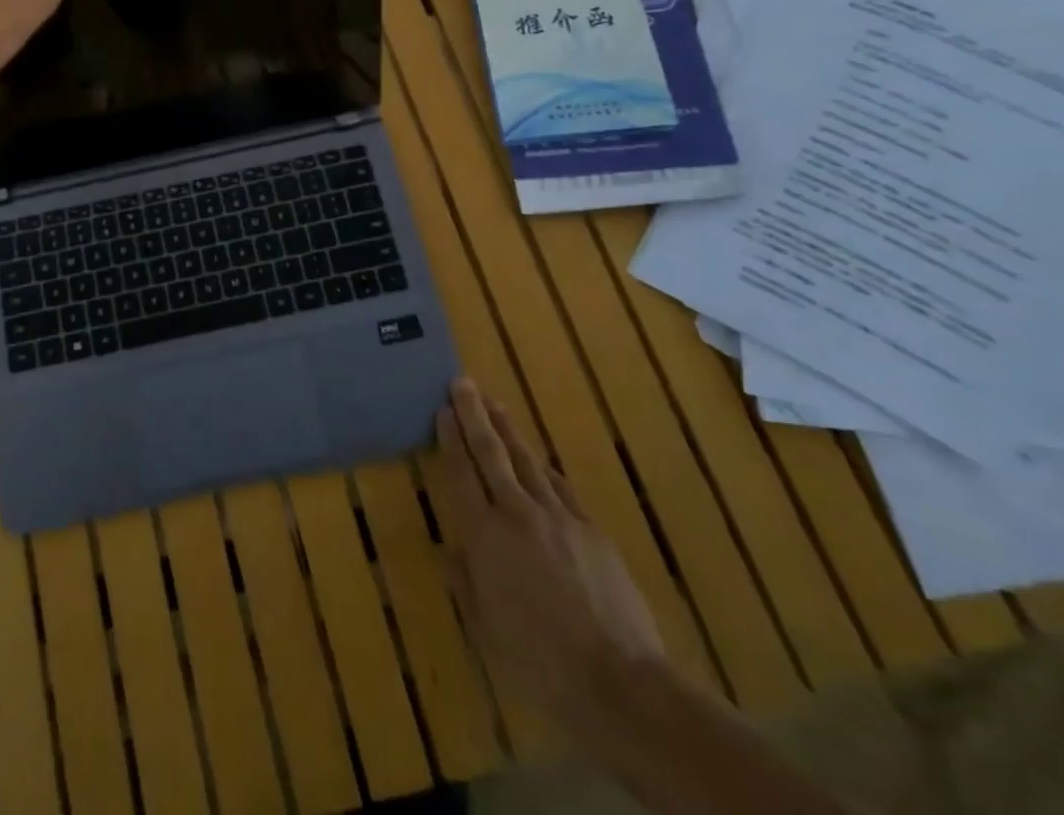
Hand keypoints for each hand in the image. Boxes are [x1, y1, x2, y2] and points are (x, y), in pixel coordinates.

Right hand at [436, 377, 664, 727]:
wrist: (620, 681)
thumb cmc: (538, 660)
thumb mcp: (485, 627)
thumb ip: (465, 581)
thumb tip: (450, 550)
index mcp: (484, 535)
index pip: (461, 474)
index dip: (450, 439)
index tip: (442, 408)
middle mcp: (518, 514)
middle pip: (492, 454)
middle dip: (475, 415)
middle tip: (463, 382)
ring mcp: (559, 518)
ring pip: (527, 462)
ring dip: (508, 431)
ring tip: (495, 405)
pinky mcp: (593, 531)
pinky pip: (562, 489)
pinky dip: (545, 470)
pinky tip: (540, 462)